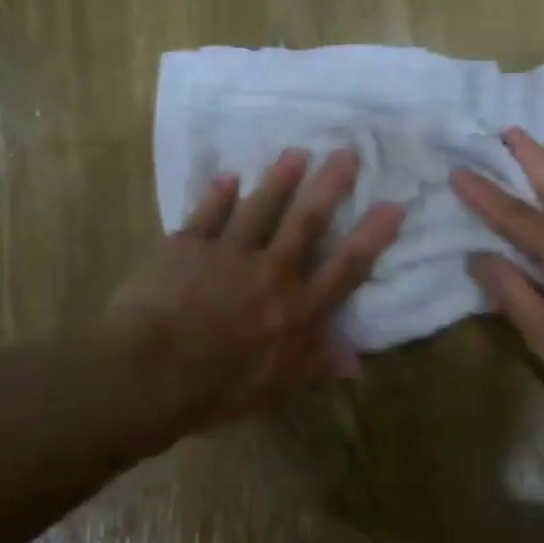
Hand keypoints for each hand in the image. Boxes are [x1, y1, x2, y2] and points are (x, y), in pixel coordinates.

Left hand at [105, 147, 404, 430]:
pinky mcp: (187, 245)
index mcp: (297, 309)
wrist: (149, 372)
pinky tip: (227, 177)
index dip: (373, 235)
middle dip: (329, 185)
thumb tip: (356, 363)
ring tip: (295, 153)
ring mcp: (227, 253)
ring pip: (260, 207)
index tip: (394, 203)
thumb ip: (315, 367)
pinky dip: (218, 194)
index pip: (346, 266)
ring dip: (279, 179)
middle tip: (345, 153)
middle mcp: (270, 272)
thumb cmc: (216, 389)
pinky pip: (207, 213)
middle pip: (306, 221)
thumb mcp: (275, 389)